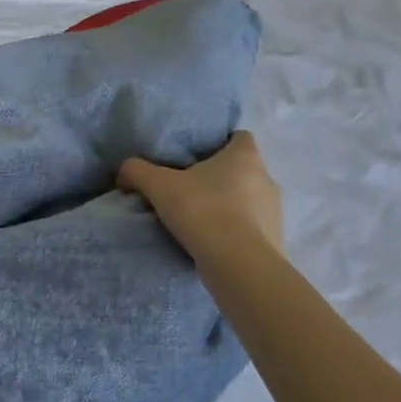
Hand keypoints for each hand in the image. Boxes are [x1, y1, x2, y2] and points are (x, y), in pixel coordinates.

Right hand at [120, 131, 282, 261]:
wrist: (238, 265)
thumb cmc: (203, 211)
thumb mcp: (159, 186)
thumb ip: (138, 171)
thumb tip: (124, 172)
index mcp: (245, 156)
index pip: (239, 136)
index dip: (221, 142)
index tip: (198, 155)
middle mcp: (266, 178)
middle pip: (243, 169)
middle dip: (221, 177)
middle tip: (191, 188)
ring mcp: (275, 211)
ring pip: (250, 200)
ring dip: (230, 206)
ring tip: (202, 219)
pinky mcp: (275, 240)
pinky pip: (253, 229)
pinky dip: (237, 232)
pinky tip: (215, 243)